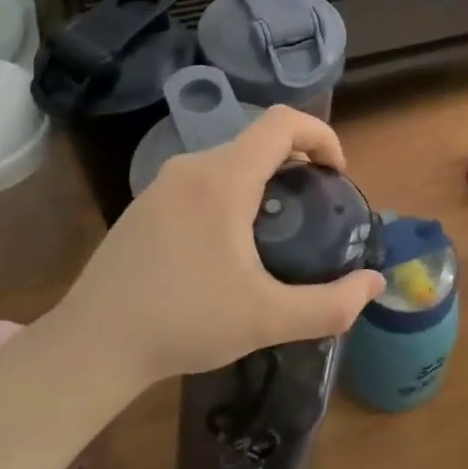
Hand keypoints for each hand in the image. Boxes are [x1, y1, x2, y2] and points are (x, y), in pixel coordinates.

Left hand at [57, 105, 386, 387]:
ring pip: (228, 163)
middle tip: (314, 211)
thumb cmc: (184, 322)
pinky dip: (232, 195)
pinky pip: (202, 182)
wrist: (93, 345)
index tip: (337, 175)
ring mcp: (161, 185)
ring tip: (277, 233)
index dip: (321, 136)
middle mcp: (191, 168)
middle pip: (257, 142)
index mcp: (223, 179)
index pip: (282, 122)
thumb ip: (330, 304)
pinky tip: (228, 250)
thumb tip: (374, 285)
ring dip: (263, 182)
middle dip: (297, 164)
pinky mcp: (144, 207)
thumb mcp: (267, 319)